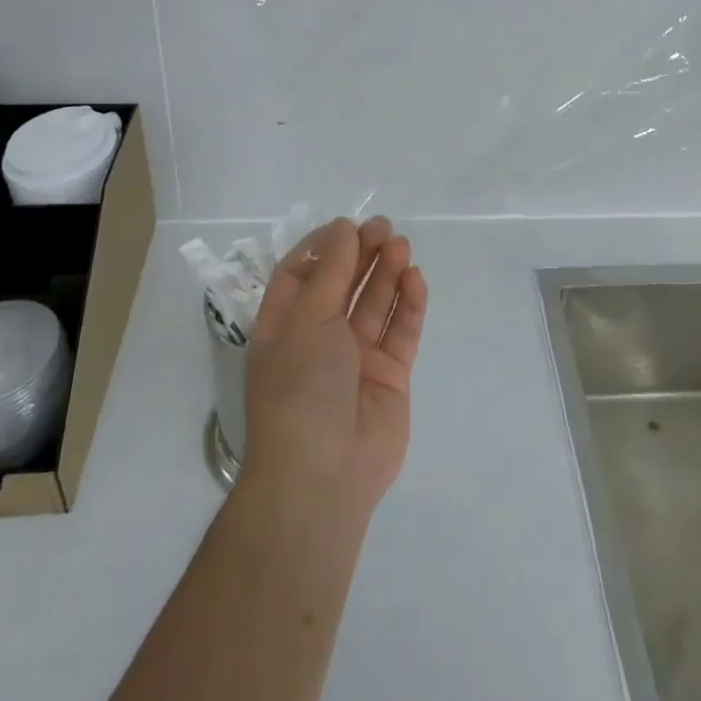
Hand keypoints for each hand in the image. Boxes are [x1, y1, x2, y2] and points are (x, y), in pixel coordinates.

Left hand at [242, 216, 427, 515]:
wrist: (323, 474)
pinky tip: (415, 278)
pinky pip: (400, 331)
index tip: (349, 226)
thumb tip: (345, 229)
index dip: (324, 247)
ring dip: (387, 272)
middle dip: (362, 253)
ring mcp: (356, 357)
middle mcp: (319, 337)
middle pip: (343, 283)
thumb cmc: (300, 387)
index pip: (301, 274)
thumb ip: (332, 272)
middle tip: (385, 228)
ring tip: (401, 246)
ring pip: (374, 302)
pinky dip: (408, 303)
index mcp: (285, 326)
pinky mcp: (390, 376)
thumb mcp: (307, 319)